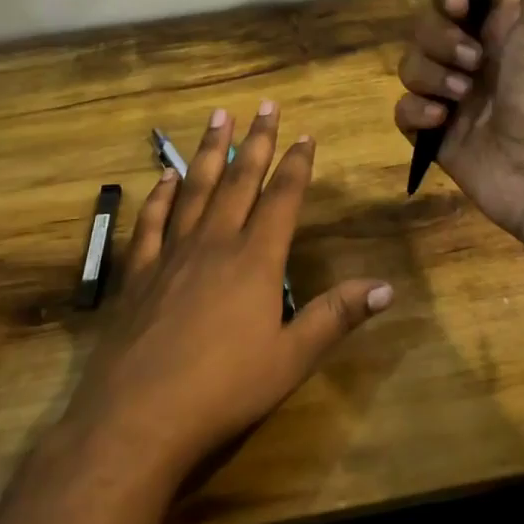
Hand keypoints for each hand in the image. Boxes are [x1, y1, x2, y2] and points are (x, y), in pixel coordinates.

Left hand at [62, 104, 392, 478]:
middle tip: (264, 105)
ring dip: (210, 151)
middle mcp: (215, 244)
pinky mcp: (139, 273)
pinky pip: (152, 222)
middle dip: (257, 141)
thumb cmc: (223, 390)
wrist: (137, 417)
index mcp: (255, 260)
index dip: (296, 165)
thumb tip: (386, 287)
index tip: (305, 134)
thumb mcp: (291, 359)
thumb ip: (335, 317)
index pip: (282, 199)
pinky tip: (166, 176)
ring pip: (196, 189)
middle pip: (240, 181)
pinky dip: (161, 195)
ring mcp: (172, 254)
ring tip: (218, 116)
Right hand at [393, 0, 523, 250]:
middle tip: (472, 67)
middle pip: (425, 26)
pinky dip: (417, 113)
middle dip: (440, 43)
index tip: (459, 10)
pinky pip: (403, 109)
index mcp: (502, 23)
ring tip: (460, 100)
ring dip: (430, 78)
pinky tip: (441, 125)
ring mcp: (454, 95)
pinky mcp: (437, 132)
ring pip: (410, 65)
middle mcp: (476, 54)